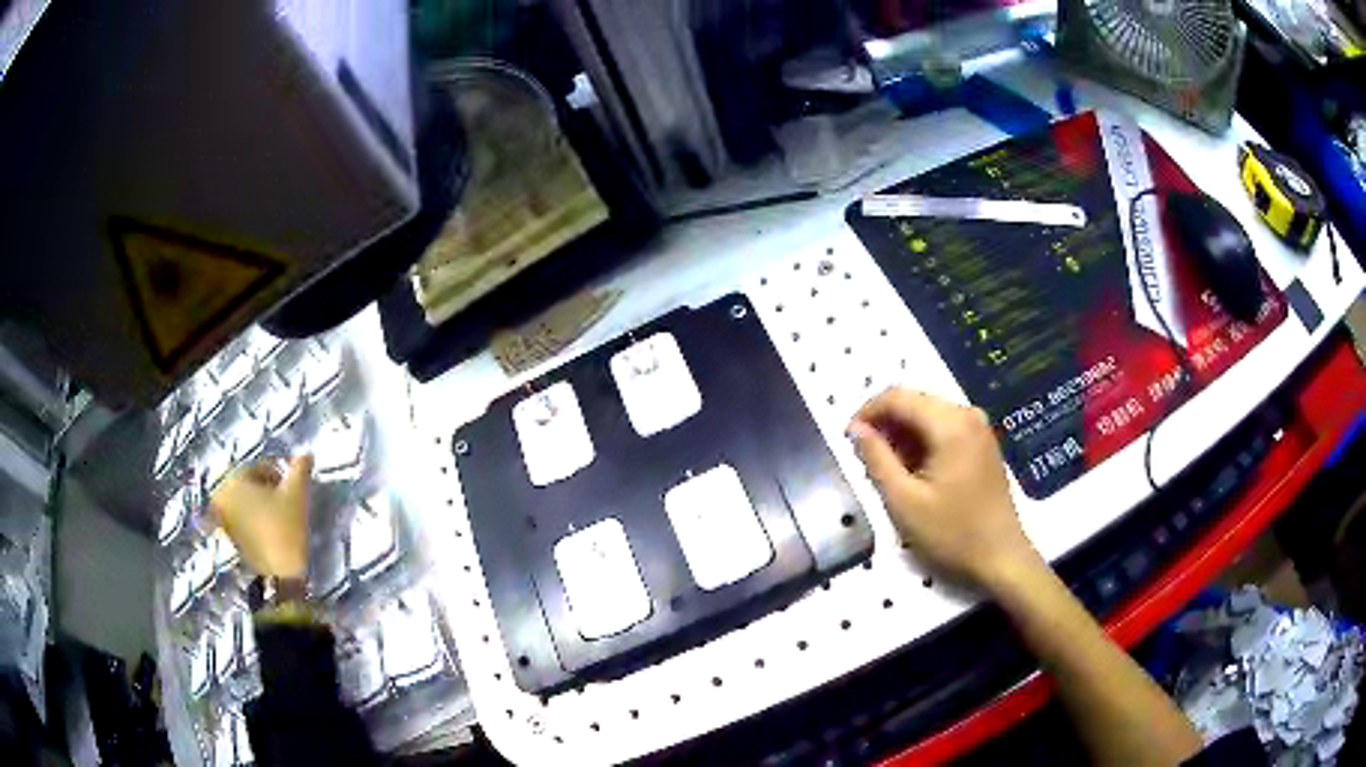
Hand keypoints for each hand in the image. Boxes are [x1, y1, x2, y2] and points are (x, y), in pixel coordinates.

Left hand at [209, 455, 312, 578]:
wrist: (281, 575)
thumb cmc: (286, 528)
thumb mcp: (297, 493)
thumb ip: (300, 468)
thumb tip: (306, 454)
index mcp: (234, 480)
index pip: (258, 467)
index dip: (279, 474)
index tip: (294, 488)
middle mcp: (222, 496)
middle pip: (248, 485)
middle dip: (266, 490)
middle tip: (286, 501)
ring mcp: (223, 519)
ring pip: (244, 502)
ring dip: (260, 505)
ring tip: (279, 517)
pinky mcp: (229, 538)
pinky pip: (242, 520)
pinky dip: (254, 521)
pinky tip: (271, 531)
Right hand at [847, 389, 1041, 588]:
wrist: (1000, 556)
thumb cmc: (952, 532)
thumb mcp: (904, 501)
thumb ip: (876, 459)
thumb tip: (855, 429)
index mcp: (950, 424)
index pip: (897, 397)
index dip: (867, 413)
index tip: (848, 439)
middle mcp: (967, 414)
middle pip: (914, 401)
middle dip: (886, 424)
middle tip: (866, 460)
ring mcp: (978, 427)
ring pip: (928, 414)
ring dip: (903, 434)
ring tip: (888, 470)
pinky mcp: (982, 442)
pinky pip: (944, 427)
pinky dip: (922, 441)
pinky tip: (914, 471)